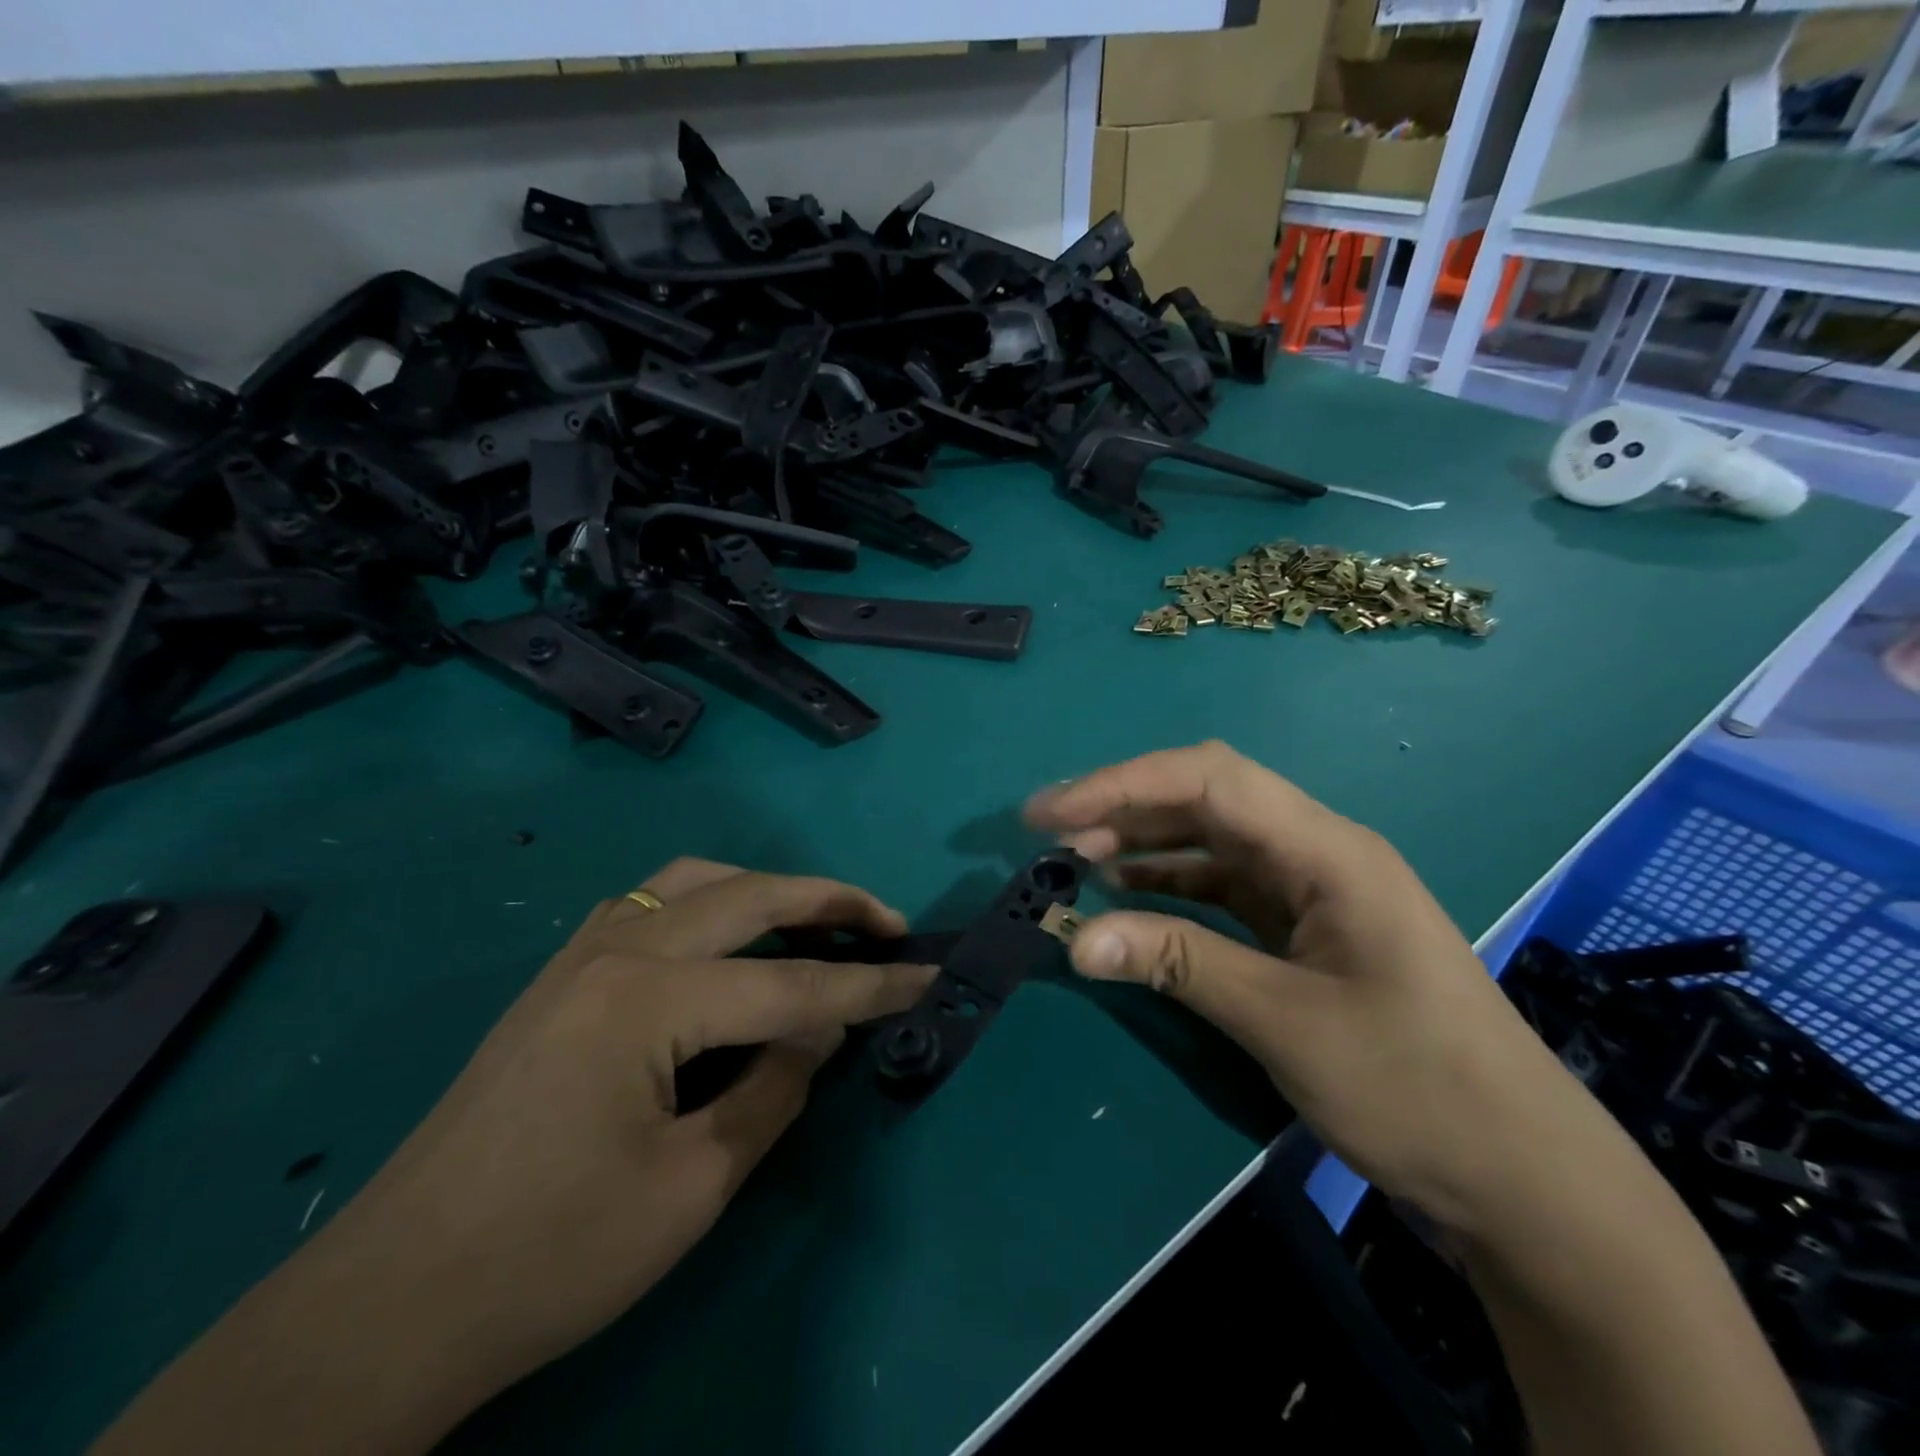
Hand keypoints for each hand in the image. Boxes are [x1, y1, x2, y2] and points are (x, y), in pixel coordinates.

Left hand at [344, 858, 932, 1389]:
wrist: (391, 1303)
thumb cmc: (551, 1255)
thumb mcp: (693, 1185)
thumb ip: (774, 1090)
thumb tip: (819, 1034)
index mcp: (648, 998)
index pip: (790, 986)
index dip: (869, 988)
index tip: (929, 977)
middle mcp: (617, 948)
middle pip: (748, 897)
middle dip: (829, 902)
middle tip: (887, 923)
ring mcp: (580, 953)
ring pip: (696, 880)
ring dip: (766, 889)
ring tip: (814, 918)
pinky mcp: (560, 973)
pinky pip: (651, 901)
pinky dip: (709, 899)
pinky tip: (725, 936)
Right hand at [1025, 741, 1593, 1230]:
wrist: (1523, 1181)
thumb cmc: (1418, 1088)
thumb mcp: (1286, 1022)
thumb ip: (1178, 964)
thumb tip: (1076, 939)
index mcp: (1328, 850)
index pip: (1209, 782)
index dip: (1121, 786)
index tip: (1051, 813)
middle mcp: (1318, 853)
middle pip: (1208, 799)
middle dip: (1125, 807)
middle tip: (1051, 833)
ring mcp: (1313, 892)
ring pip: (1212, 842)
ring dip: (1144, 843)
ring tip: (1077, 860)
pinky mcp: (1305, 931)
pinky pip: (1224, 890)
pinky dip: (1171, 887)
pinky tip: (1129, 898)